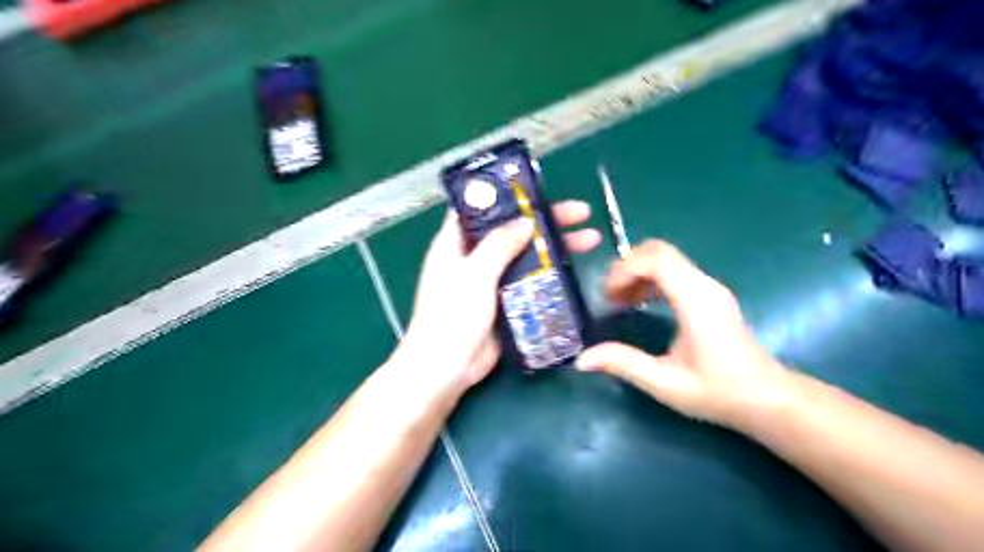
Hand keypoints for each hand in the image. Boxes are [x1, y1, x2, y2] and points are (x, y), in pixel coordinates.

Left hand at [397, 200, 598, 397]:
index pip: (480, 208)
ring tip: (590, 239)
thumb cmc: (452, 316)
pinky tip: (572, 269)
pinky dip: (548, 273)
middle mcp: (473, 257)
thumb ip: (499, 244)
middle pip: (511, 229)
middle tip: (581, 213)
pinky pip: (528, 280)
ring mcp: (489, 280)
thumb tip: (526, 221)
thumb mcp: (474, 273)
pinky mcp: (503, 301)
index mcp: (455, 242)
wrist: (447, 368)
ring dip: (552, 246)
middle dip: (545, 220)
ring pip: (524, 254)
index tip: (538, 189)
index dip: (507, 195)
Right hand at [577, 241, 794, 429]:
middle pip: (659, 251)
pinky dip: (650, 278)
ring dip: (637, 272)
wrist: (767, 399)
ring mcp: (709, 287)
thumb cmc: (718, 392)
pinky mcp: (709, 294)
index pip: (657, 260)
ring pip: (666, 258)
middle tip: (610, 296)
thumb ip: (624, 364)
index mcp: (696, 301)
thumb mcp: (665, 383)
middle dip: (627, 267)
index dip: (625, 269)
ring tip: (620, 301)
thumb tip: (582, 358)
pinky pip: (674, 271)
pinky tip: (640, 302)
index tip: (607, 296)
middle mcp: (704, 285)